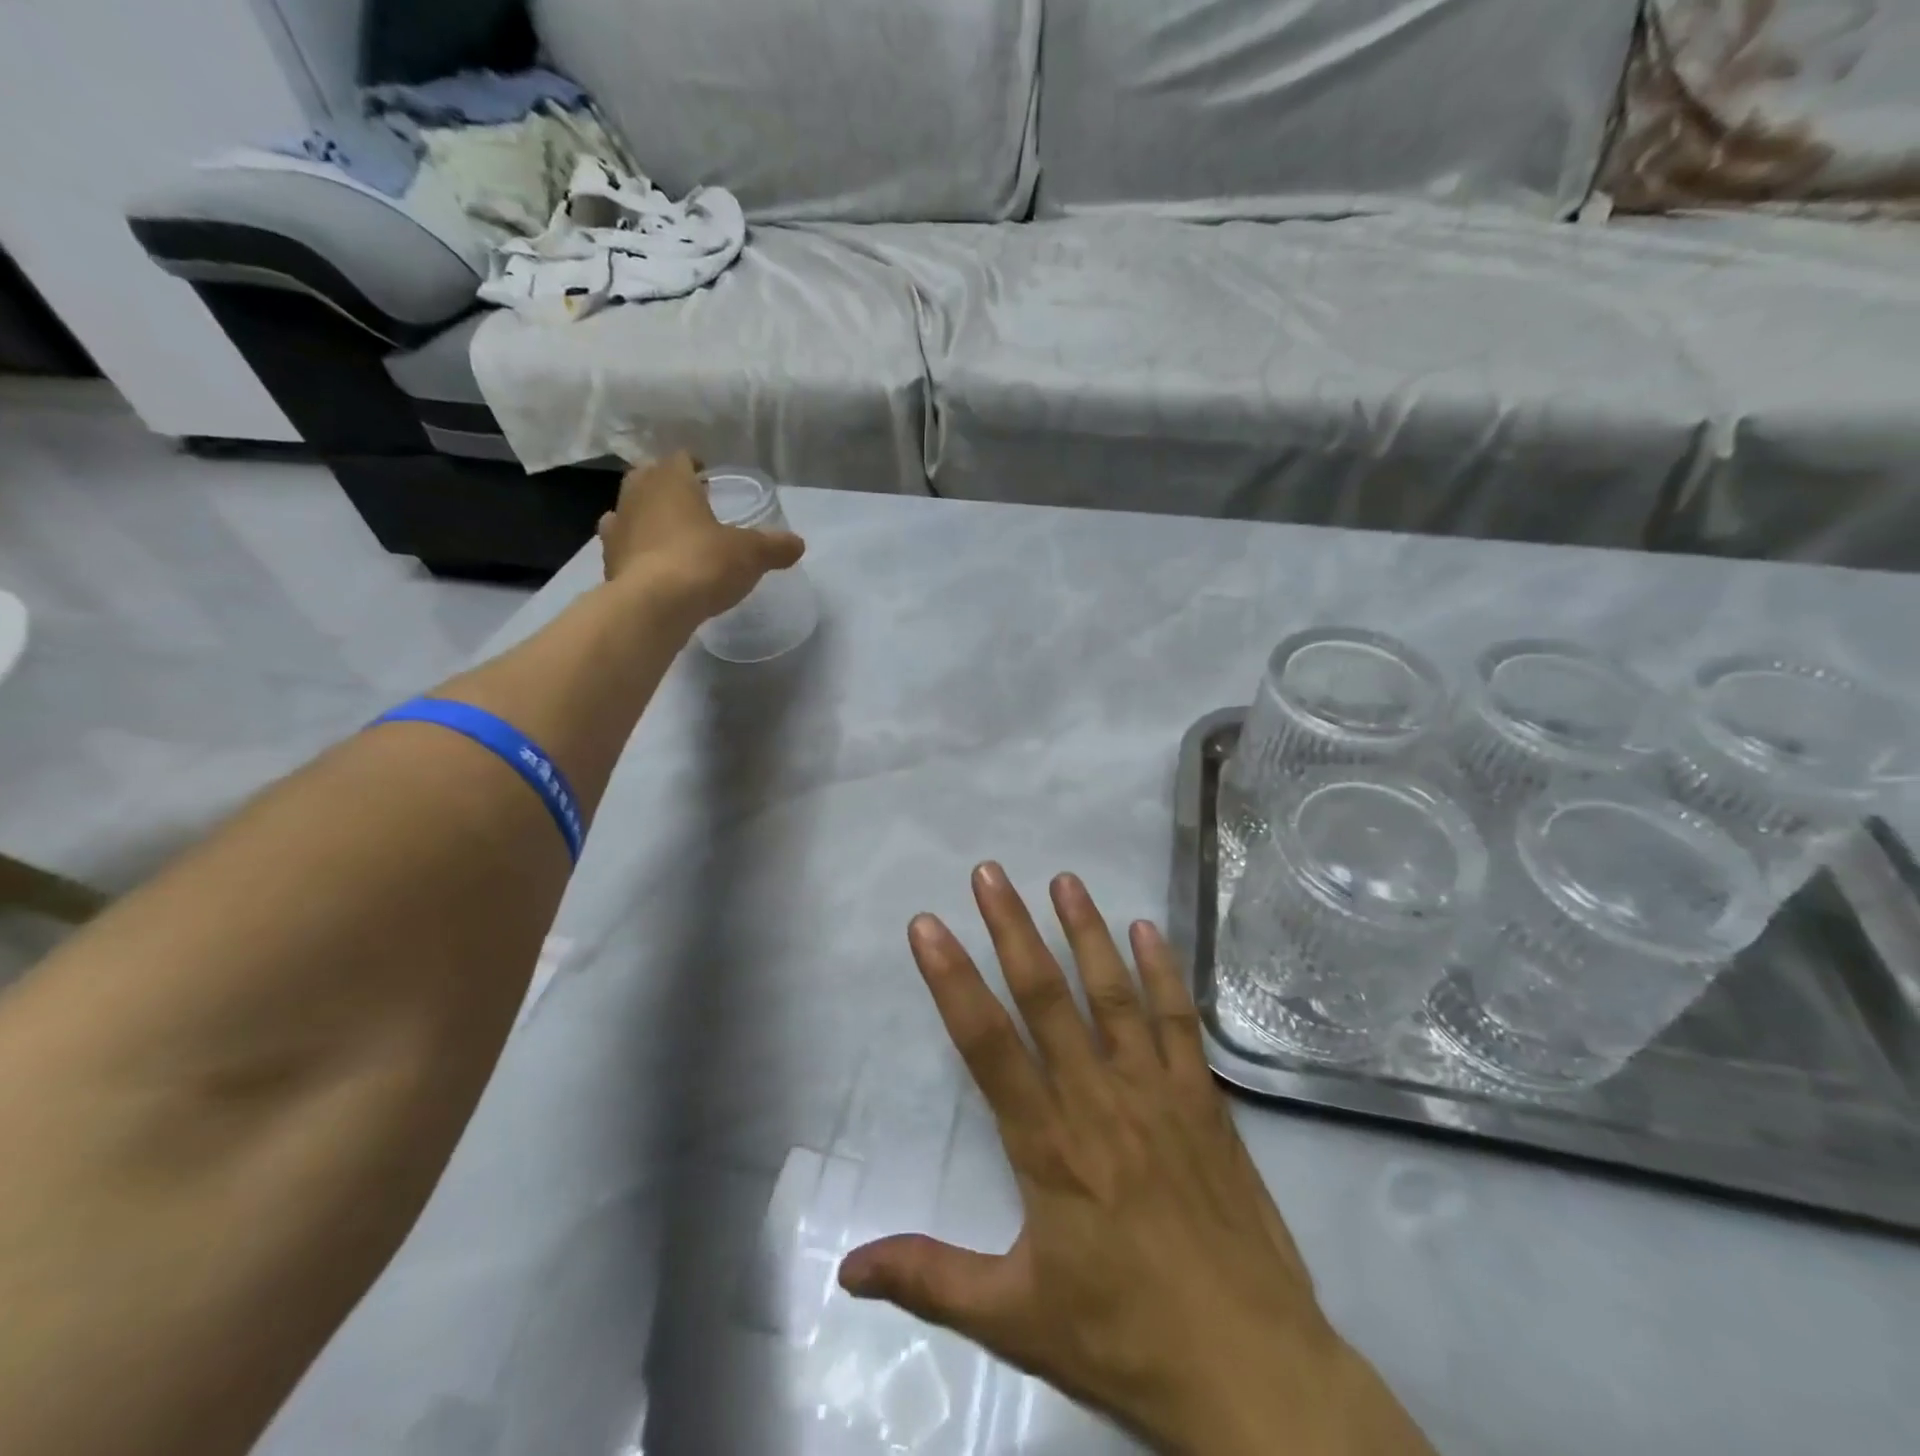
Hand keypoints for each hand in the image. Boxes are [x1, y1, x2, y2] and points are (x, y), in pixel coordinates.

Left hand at [598, 452, 804, 621]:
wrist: (653, 606)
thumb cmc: (704, 563)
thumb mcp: (751, 554)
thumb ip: (774, 546)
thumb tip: (797, 544)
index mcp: (671, 480)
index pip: (680, 458)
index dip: (695, 465)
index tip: (708, 477)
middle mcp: (638, 494)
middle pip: (649, 477)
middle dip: (667, 486)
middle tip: (690, 504)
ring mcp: (618, 526)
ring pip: (630, 508)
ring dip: (646, 515)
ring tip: (669, 532)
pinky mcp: (608, 560)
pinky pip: (622, 544)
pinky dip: (634, 547)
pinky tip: (649, 560)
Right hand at [839, 866, 1432, 1455]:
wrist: (1252, 1372)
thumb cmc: (1125, 1339)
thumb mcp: (1016, 1319)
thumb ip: (930, 1278)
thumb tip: (846, 1269)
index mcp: (1048, 1144)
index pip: (986, 1043)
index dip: (951, 979)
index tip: (928, 925)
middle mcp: (1099, 1099)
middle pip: (1046, 996)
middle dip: (1012, 928)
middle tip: (990, 872)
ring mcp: (1157, 1093)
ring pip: (1114, 994)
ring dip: (1086, 932)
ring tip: (1065, 880)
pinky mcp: (1203, 1101)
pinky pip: (1177, 1023)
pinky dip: (1163, 972)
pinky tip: (1150, 929)